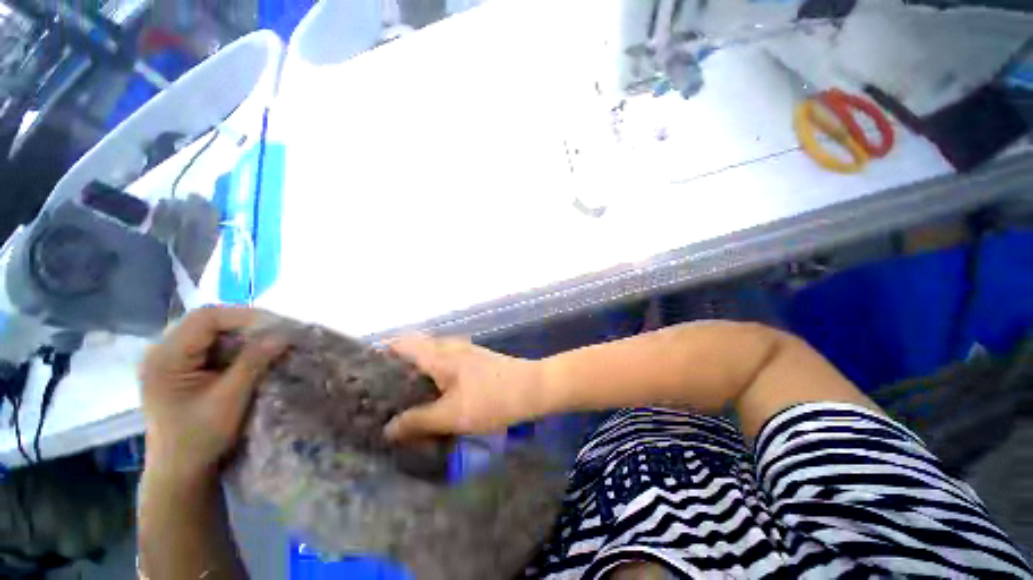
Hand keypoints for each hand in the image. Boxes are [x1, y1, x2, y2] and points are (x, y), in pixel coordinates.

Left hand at [140, 307, 284, 482]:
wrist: (181, 470)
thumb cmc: (200, 438)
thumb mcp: (230, 399)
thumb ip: (254, 363)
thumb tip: (283, 335)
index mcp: (165, 358)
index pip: (205, 318)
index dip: (243, 316)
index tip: (277, 326)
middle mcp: (162, 352)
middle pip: (207, 322)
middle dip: (245, 324)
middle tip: (276, 333)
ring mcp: (169, 360)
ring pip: (210, 333)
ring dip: (241, 336)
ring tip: (268, 343)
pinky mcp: (180, 369)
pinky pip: (210, 346)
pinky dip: (234, 347)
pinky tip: (251, 356)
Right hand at [384, 336, 545, 441]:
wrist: (533, 388)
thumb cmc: (491, 398)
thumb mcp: (451, 415)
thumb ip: (418, 421)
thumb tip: (387, 429)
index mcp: (439, 354)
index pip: (402, 343)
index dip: (381, 354)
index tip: (366, 376)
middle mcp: (450, 346)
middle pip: (416, 349)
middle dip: (397, 368)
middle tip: (382, 395)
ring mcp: (466, 352)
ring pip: (433, 357)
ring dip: (418, 374)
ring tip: (404, 399)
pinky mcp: (476, 361)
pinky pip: (447, 364)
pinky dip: (435, 377)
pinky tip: (435, 397)